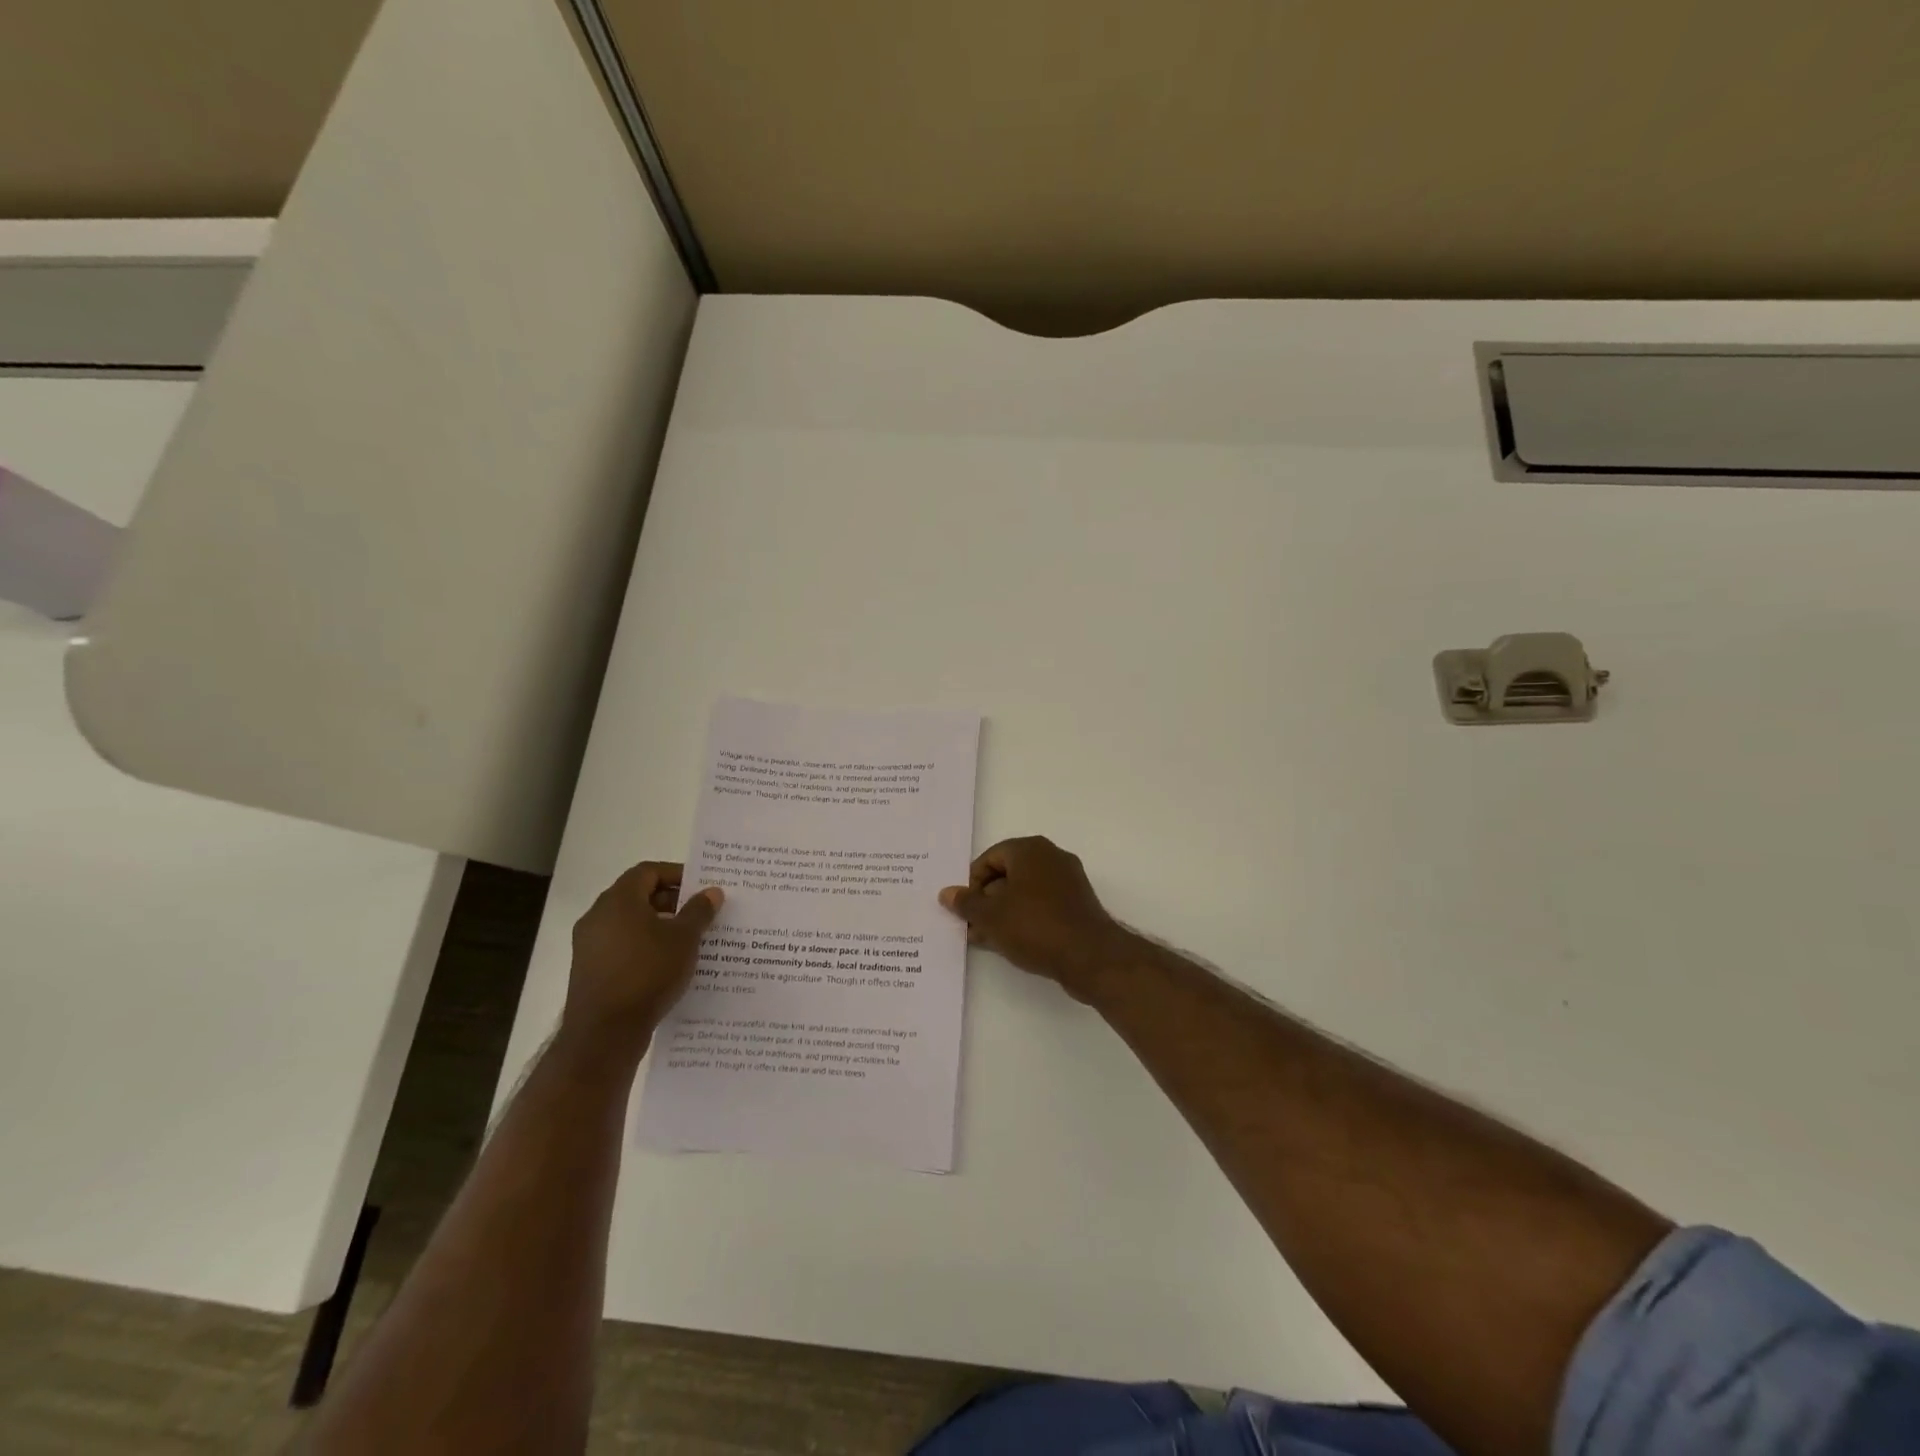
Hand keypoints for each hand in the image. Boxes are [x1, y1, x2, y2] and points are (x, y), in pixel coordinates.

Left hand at [563, 862, 721, 1065]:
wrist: (604, 1033)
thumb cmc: (648, 973)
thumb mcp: (684, 939)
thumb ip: (699, 911)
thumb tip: (712, 891)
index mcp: (618, 901)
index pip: (648, 872)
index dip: (676, 874)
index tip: (700, 886)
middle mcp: (597, 916)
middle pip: (636, 895)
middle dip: (670, 901)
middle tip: (699, 912)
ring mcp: (588, 945)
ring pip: (628, 923)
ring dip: (657, 925)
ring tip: (687, 939)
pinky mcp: (588, 970)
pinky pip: (620, 946)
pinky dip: (643, 946)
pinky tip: (666, 964)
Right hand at [938, 836, 1131, 1001]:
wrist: (1089, 956)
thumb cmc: (1034, 926)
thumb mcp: (991, 916)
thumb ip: (966, 903)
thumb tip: (947, 893)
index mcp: (1031, 850)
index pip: (990, 858)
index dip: (972, 883)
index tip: (965, 909)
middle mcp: (1051, 858)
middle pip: (1008, 874)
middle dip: (986, 900)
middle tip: (971, 925)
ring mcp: (1068, 881)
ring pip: (1024, 892)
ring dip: (1003, 913)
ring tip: (985, 939)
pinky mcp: (1078, 905)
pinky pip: (1042, 906)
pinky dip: (1024, 919)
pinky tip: (1010, 943)